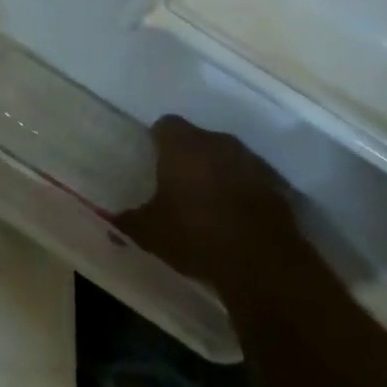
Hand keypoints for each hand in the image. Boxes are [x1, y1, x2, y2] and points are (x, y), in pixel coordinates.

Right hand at [117, 116, 301, 284]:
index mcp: (182, 144)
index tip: (152, 160)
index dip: (157, 140)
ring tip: (208, 202)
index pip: (165, 125)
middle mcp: (217, 142)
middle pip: (198, 139)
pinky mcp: (276, 186)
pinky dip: (242, 192)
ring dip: (218, 173)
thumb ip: (128, 222)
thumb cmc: (195, 234)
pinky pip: (251, 180)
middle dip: (189, 157)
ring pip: (227, 157)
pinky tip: (236, 218)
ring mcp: (251, 161)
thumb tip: (110, 221)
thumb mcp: (151, 233)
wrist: (262, 262)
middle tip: (177, 184)